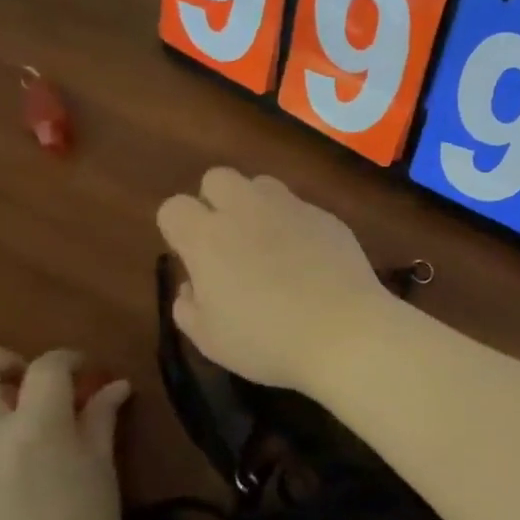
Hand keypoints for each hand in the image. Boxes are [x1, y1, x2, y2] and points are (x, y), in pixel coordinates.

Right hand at [156, 168, 394, 391]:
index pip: (174, 208)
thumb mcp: (212, 340)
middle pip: (218, 178)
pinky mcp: (328, 217)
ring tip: (271, 246)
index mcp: (208, 238)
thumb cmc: (269, 341)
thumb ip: (188, 308)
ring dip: (257, 206)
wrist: (346, 332)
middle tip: (229, 243)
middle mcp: (247, 210)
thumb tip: (192, 286)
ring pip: (262, 185)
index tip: (194, 259)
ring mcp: (293, 208)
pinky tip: (311, 260)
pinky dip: (297, 225)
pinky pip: (302, 208)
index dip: (179, 231)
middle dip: (216, 202)